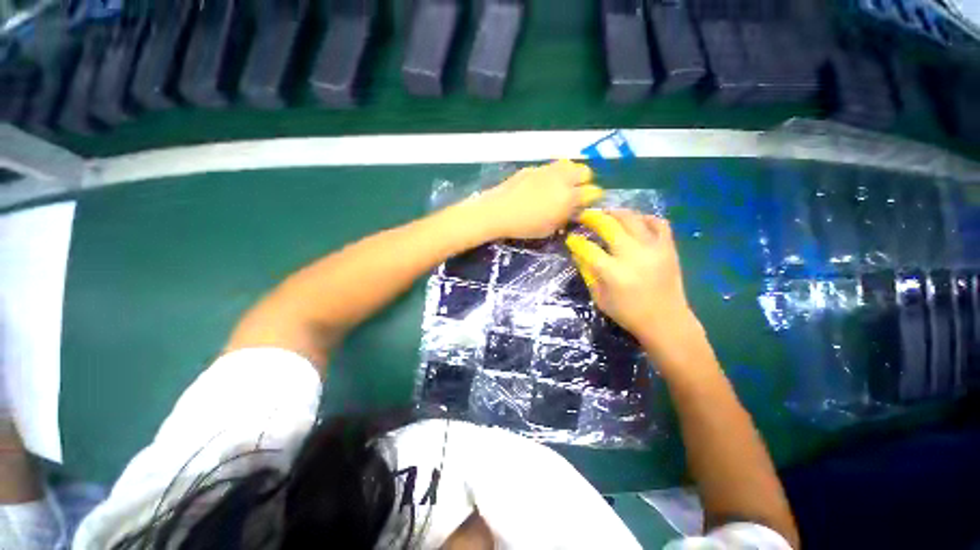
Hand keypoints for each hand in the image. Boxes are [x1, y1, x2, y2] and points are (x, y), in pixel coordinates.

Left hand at [474, 160, 602, 239]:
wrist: (498, 211)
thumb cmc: (525, 226)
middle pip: (585, 171)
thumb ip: (565, 217)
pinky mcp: (532, 168)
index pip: (593, 192)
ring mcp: (547, 170)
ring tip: (559, 187)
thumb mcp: (549, 228)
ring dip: (569, 175)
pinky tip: (539, 187)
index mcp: (569, 196)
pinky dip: (551, 175)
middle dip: (584, 181)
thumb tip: (573, 210)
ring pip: (568, 165)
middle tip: (574, 194)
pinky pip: (549, 168)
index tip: (586, 204)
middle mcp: (562, 179)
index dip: (592, 198)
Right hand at [566, 209, 698, 352]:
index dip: (575, 241)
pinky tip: (634, 221)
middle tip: (583, 216)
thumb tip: (577, 252)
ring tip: (605, 214)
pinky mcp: (669, 248)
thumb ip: (587, 272)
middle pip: (608, 225)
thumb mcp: (599, 297)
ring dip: (615, 212)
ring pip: (632, 218)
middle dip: (591, 217)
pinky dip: (645, 218)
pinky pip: (658, 222)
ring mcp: (654, 249)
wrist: (666, 321)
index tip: (570, 238)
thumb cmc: (627, 313)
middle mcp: (633, 256)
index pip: (588, 248)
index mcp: (613, 272)